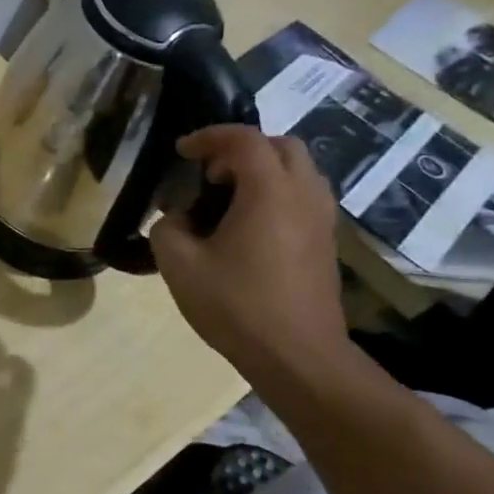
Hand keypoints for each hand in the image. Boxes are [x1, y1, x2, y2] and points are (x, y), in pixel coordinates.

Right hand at [148, 126, 347, 380]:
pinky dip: (276, 193)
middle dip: (241, 149)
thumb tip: (177, 219)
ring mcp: (322, 220)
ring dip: (262, 171)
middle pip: (281, 146)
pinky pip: (304, 197)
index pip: (244, 140)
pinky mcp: (326, 243)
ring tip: (227, 198)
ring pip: (298, 171)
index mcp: (269, 192)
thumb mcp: (179, 265)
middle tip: (208, 173)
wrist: (299, 357)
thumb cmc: (237, 305)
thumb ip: (167, 229)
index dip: (209, 137)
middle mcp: (304, 195)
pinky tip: (248, 226)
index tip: (181, 152)